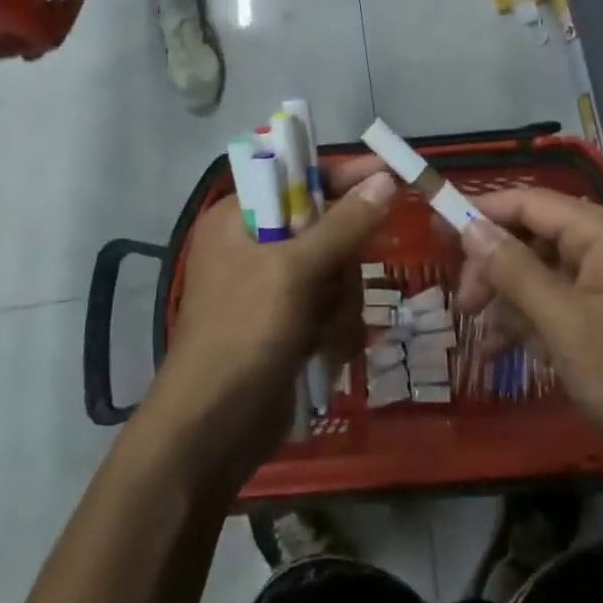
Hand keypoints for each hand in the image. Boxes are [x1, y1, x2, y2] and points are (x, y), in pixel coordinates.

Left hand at [148, 159, 397, 481]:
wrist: (212, 428)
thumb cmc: (245, 332)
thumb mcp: (294, 270)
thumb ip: (344, 224)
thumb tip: (385, 179)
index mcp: (237, 217)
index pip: (296, 178)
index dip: (342, 176)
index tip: (389, 174)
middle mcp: (252, 245)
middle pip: (325, 228)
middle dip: (341, 263)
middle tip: (337, 287)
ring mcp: (270, 287)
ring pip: (334, 271)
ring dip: (339, 302)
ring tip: (325, 332)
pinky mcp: (286, 323)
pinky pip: (329, 306)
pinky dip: (333, 326)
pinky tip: (325, 351)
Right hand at [456, 190, 602, 466]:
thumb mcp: (563, 324)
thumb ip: (514, 271)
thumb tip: (470, 227)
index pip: (528, 202)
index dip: (480, 212)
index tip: (438, 233)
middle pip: (534, 235)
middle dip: (495, 267)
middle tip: (463, 306)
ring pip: (545, 270)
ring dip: (512, 299)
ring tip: (483, 338)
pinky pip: (566, 296)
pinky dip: (538, 318)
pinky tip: (512, 350)